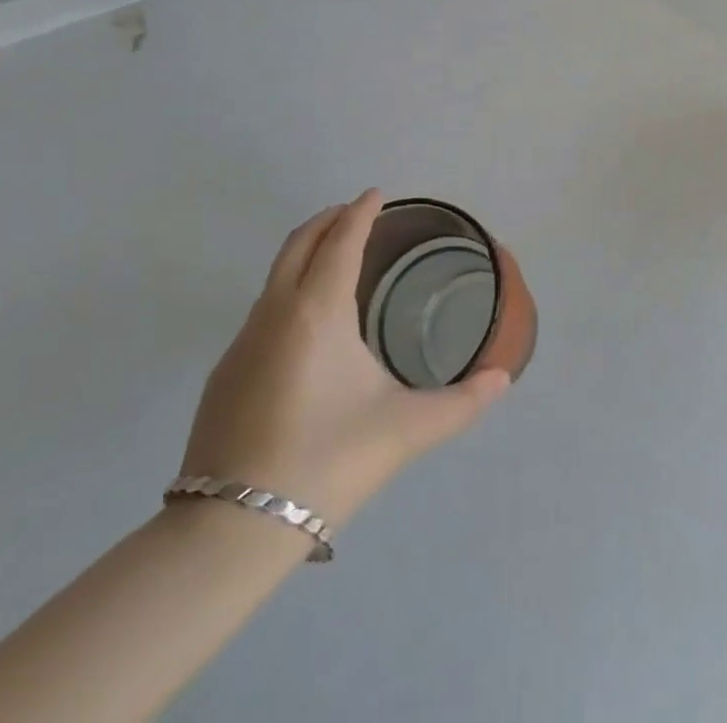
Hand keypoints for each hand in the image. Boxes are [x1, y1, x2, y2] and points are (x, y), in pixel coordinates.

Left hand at [179, 190, 509, 534]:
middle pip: (299, 243)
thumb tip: (502, 381)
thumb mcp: (405, 429)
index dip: (361, 213)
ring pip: (275, 276)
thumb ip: (462, 403)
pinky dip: (288, 289)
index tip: (376, 194)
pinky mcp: (224, 375)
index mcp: (317, 311)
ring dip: (306, 253)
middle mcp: (274, 313)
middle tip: (356, 213)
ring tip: (336, 259)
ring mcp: (241, 343)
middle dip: (328, 220)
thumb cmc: (327, 461)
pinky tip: (306, 325)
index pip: (341, 241)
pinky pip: (262, 309)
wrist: (229, 531)